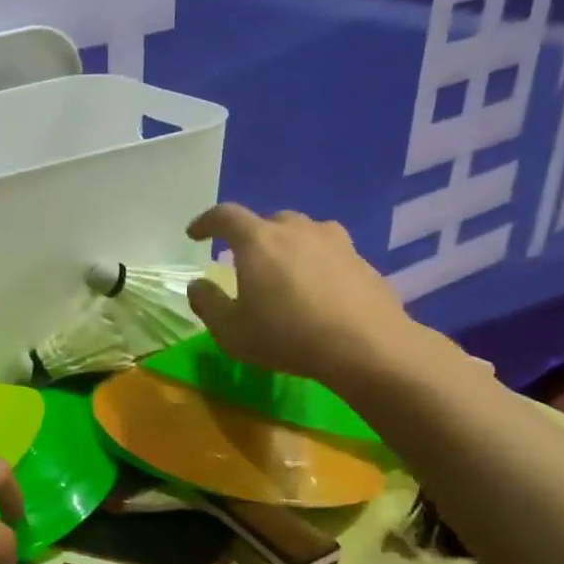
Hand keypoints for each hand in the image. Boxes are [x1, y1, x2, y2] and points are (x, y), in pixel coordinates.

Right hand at [184, 203, 436, 397]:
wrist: (368, 347)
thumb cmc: (287, 336)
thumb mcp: (231, 331)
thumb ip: (208, 304)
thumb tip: (198, 285)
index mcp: (258, 241)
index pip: (224, 216)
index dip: (205, 222)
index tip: (195, 235)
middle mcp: (296, 230)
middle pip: (267, 222)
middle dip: (250, 238)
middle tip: (244, 263)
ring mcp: (335, 242)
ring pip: (303, 234)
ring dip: (288, 248)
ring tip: (284, 275)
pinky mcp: (362, 261)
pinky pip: (329, 254)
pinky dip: (317, 266)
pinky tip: (318, 294)